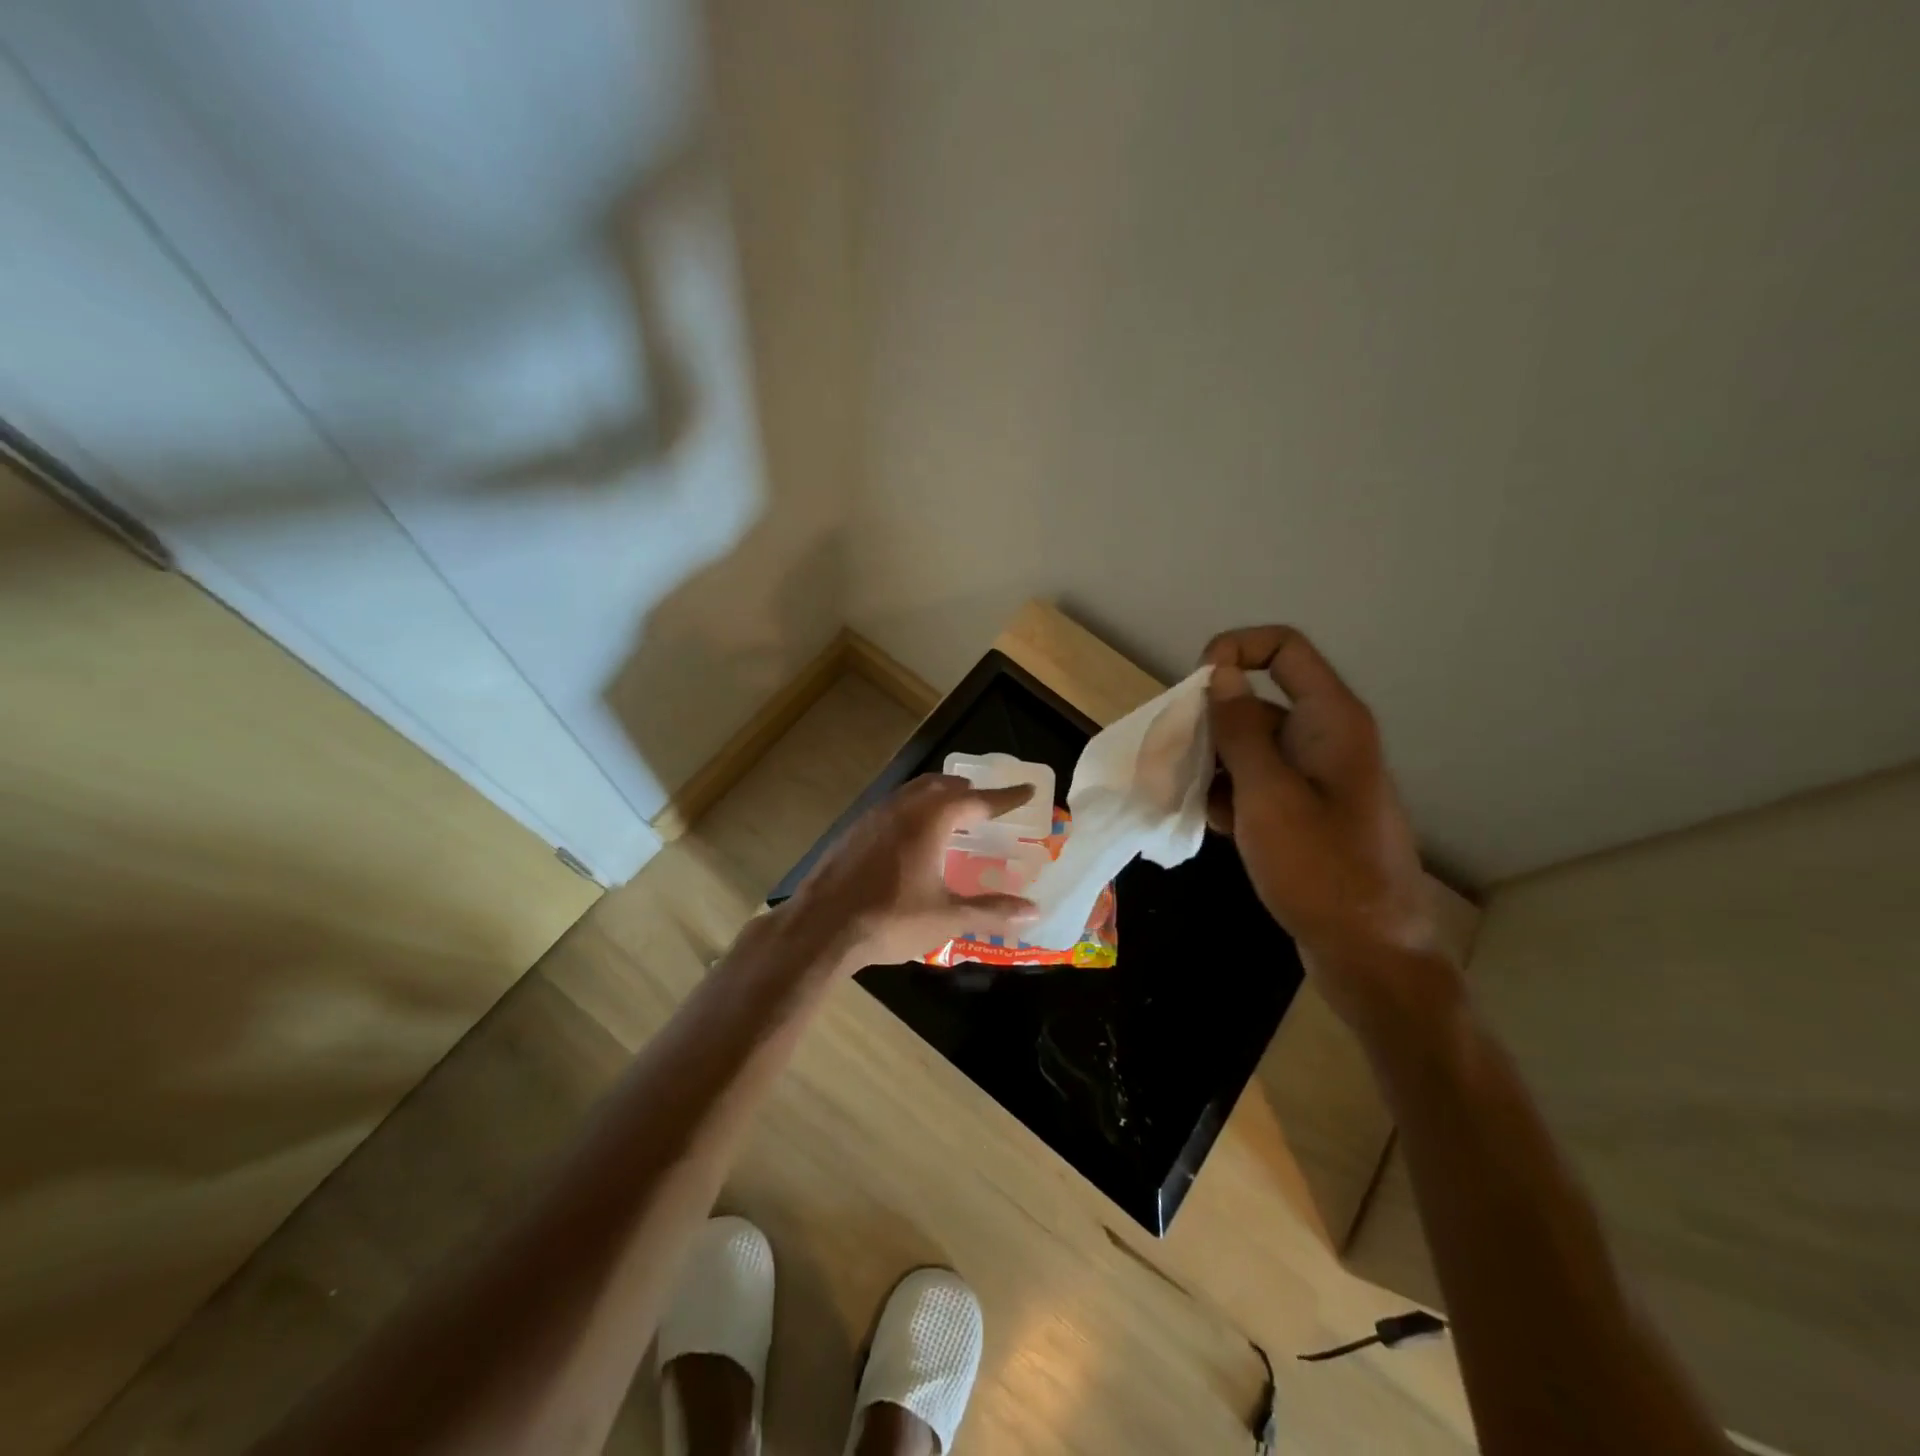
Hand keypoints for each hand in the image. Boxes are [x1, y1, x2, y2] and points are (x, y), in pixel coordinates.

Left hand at [785, 774, 1038, 969]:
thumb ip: (991, 911)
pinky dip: (912, 810)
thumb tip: (1034, 912)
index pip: (977, 800)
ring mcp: (872, 817)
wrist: (820, 927)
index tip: (1027, 790)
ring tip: (951, 813)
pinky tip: (910, 837)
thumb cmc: (890, 919)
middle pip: (940, 785)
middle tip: (985, 801)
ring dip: (936, 796)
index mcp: (930, 820)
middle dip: (966, 790)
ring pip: (912, 792)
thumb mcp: (946, 918)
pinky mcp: (852, 832)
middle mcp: (902, 808)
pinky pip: (891, 807)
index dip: (1005, 797)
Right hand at [1203, 626, 1443, 1027]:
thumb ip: (1239, 731)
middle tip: (1171, 758)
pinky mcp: (1303, 812)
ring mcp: (1314, 778)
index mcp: (1330, 720)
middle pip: (1256, 703)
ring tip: (1183, 796)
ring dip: (1212, 765)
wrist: (1369, 953)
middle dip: (1209, 725)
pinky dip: (1229, 795)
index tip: (1192, 688)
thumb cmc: (1321, 870)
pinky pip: (1256, 784)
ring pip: (1249, 748)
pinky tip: (1212, 825)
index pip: (1283, 649)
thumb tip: (1219, 674)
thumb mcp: (1268, 795)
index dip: (1235, 650)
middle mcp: (1324, 738)